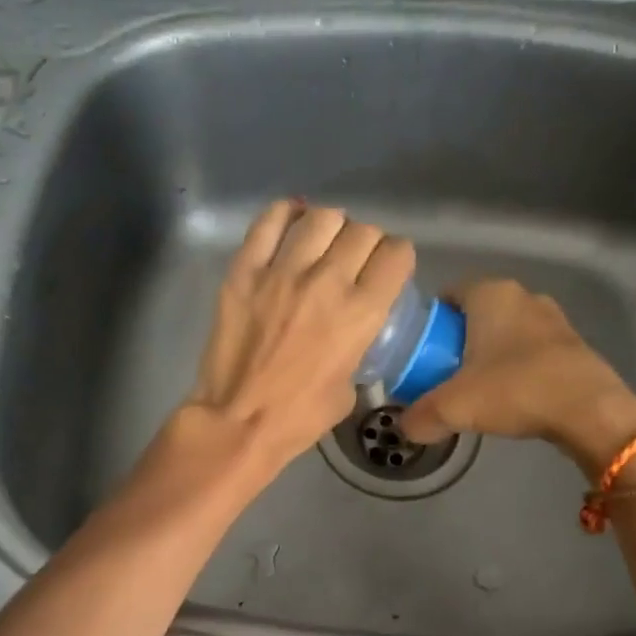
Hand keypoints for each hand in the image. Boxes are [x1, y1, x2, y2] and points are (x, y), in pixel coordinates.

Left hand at [185, 200, 414, 476]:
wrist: (238, 421)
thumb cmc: (300, 416)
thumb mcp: (351, 386)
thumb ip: (358, 345)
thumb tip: (353, 330)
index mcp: (361, 313)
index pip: (396, 254)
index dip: (397, 257)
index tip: (388, 268)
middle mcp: (327, 282)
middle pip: (362, 231)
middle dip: (367, 242)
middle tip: (355, 259)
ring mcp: (282, 272)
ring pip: (320, 218)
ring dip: (331, 226)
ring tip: (324, 241)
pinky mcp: (244, 270)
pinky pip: (268, 222)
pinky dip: (285, 215)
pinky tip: (291, 223)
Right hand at [397, 279, 635, 478]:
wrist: (591, 412)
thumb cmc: (516, 391)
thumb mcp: (454, 407)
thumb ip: (421, 416)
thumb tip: (405, 427)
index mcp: (490, 294)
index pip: (447, 295)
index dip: (430, 324)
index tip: (421, 354)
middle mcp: (522, 296)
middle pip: (476, 314)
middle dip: (458, 341)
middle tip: (443, 375)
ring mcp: (553, 318)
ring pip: (506, 332)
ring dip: (490, 355)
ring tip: (477, 390)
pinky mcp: (573, 344)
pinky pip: (531, 349)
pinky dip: (517, 367)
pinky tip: (512, 397)